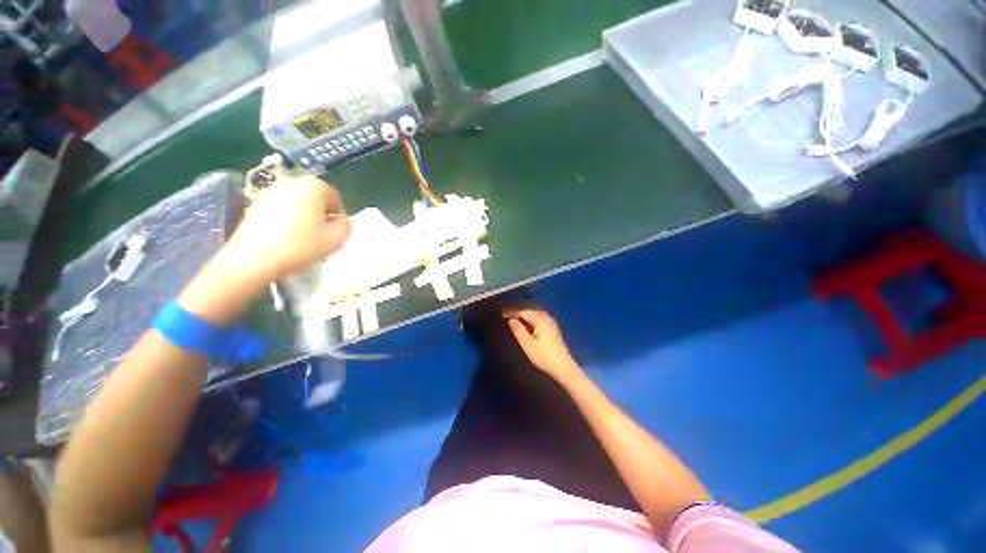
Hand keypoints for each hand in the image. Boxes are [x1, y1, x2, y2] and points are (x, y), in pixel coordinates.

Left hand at [225, 175, 351, 280]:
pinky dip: (286, 221)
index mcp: (313, 186)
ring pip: (296, 205)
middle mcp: (290, 182)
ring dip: (303, 218)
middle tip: (321, 235)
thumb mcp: (336, 239)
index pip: (335, 198)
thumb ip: (346, 225)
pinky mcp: (253, 206)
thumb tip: (341, 220)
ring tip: (303, 239)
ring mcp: (269, 192)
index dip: (338, 216)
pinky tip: (285, 240)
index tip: (335, 232)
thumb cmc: (300, 246)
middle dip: (320, 215)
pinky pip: (280, 211)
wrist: (252, 260)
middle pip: (314, 199)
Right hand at [506, 308, 582, 381]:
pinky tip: (526, 323)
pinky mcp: (553, 328)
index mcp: (540, 319)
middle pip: (530, 310)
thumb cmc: (544, 356)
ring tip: (514, 317)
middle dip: (518, 311)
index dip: (512, 312)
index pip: (523, 311)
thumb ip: (518, 330)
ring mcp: (551, 322)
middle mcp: (546, 317)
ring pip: (535, 313)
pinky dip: (531, 318)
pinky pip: (539, 318)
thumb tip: (511, 319)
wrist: (563, 366)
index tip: (502, 314)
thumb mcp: (527, 344)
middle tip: (506, 315)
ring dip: (524, 314)